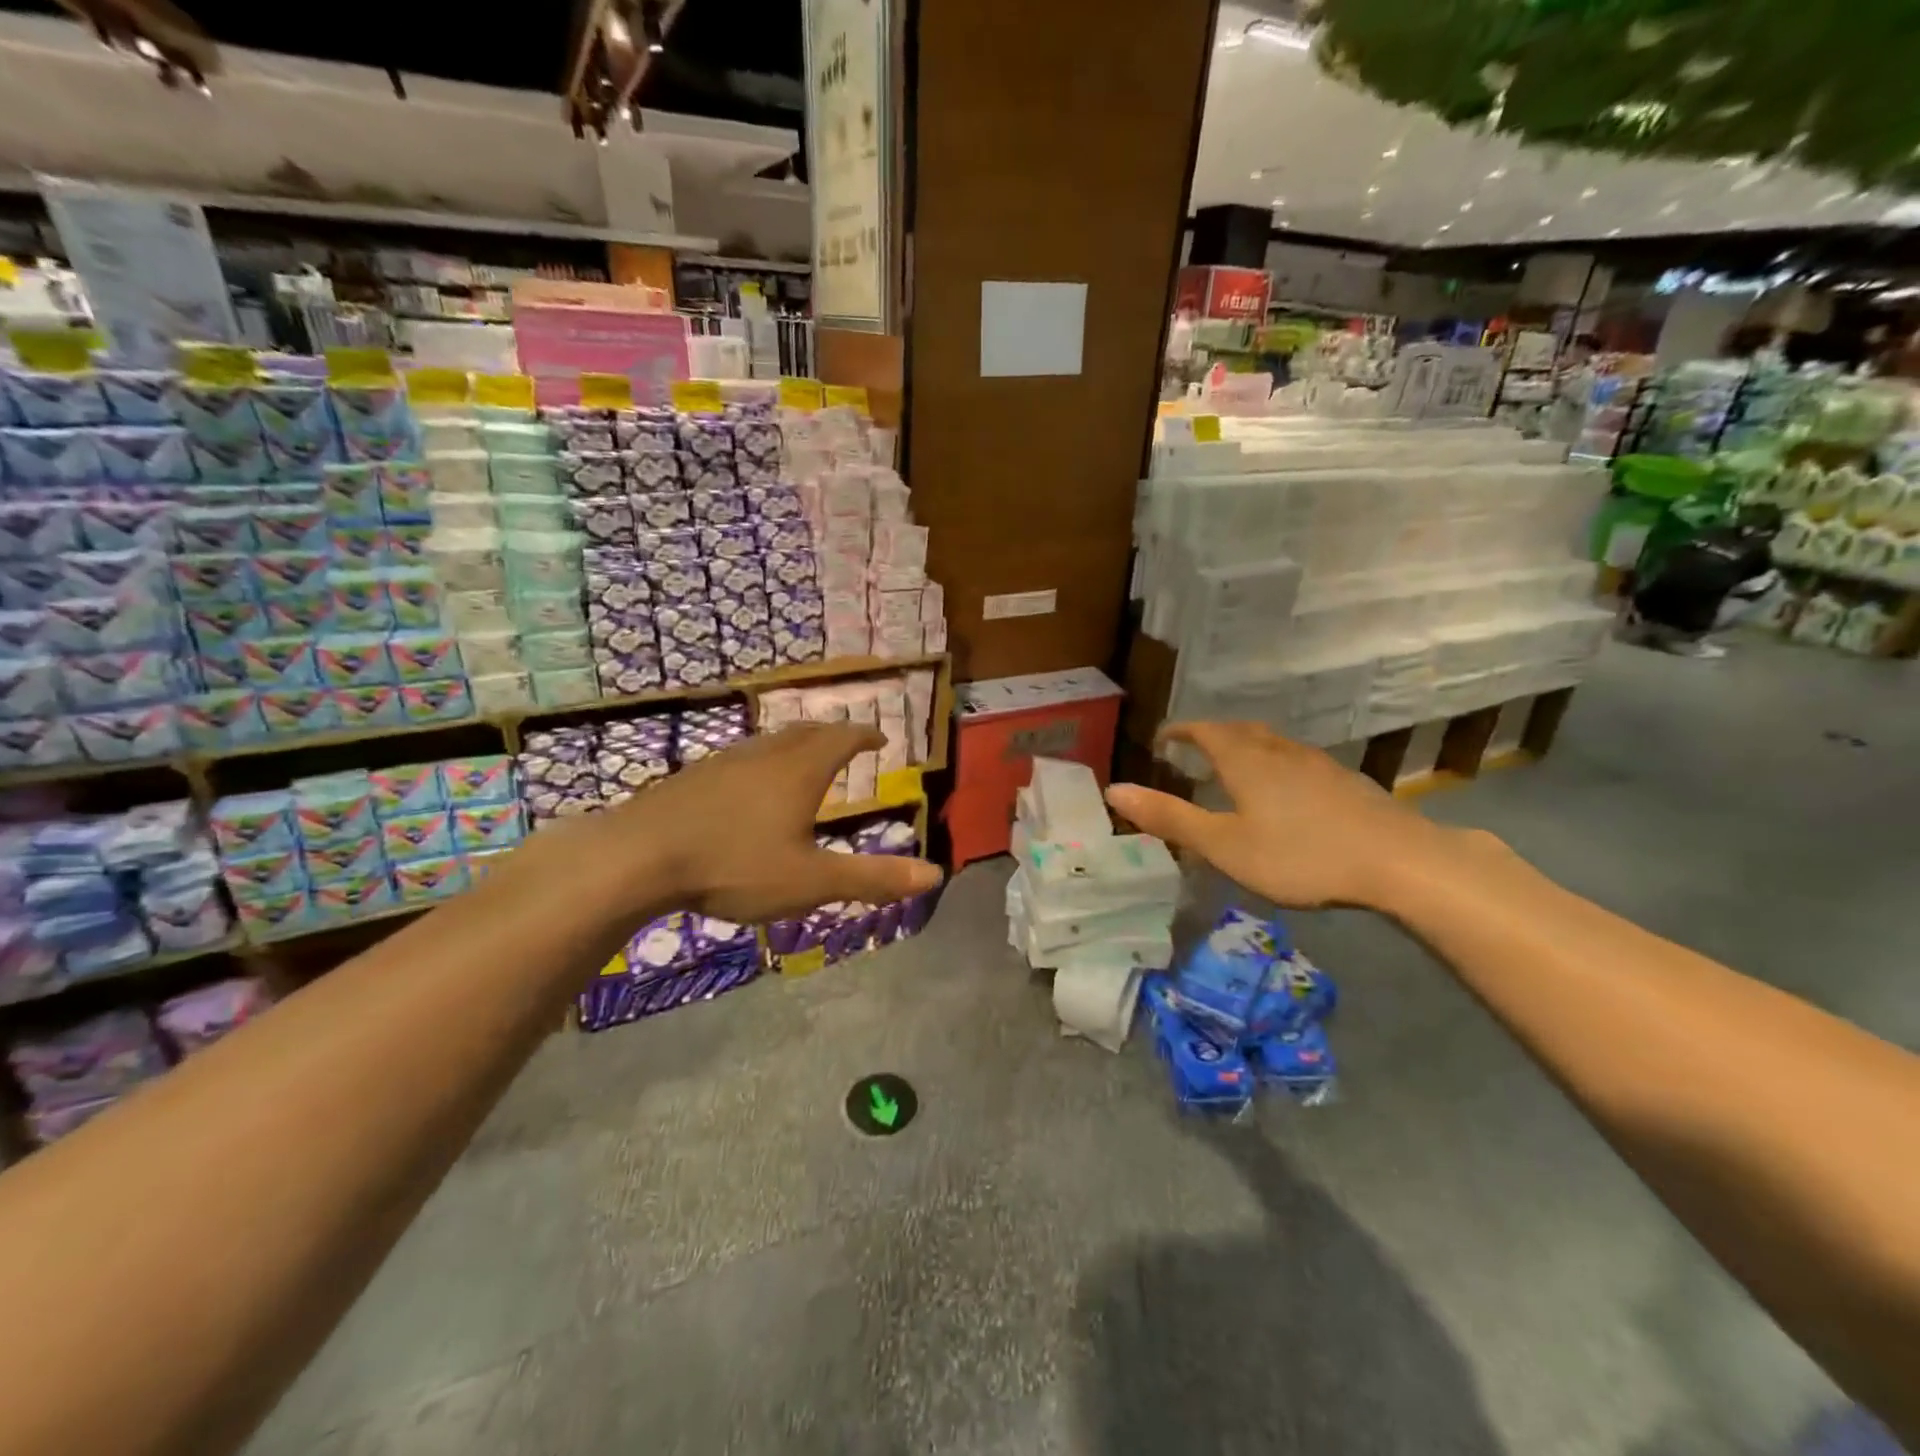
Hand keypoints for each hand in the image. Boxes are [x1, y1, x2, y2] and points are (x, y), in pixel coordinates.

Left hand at [578, 722, 942, 923]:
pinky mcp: (693, 777)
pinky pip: (741, 758)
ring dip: (795, 745)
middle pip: (806, 732)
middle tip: (847, 743)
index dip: (865, 735)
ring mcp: (725, 762)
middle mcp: (766, 755)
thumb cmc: (735, 865)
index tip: (880, 737)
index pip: (843, 738)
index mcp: (801, 770)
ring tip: (803, 762)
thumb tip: (934, 874)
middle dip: (832, 735)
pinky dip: (762, 762)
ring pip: (770, 742)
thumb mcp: (811, 880)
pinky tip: (748, 788)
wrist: (638, 856)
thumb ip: (872, 878)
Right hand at [1103, 721, 1469, 912]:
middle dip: (1211, 735)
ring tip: (1234, 768)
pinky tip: (1285, 792)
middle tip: (1193, 749)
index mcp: (1245, 760)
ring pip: (1272, 744)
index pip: (1204, 731)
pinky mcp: (1345, 782)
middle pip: (1239, 731)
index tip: (1162, 739)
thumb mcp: (1224, 844)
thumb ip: (1169, 818)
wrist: (1398, 860)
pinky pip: (1296, 761)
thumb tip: (1114, 790)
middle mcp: (1279, 751)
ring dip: (1245, 748)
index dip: (1180, 731)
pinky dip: (1275, 765)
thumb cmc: (1299, 854)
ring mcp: (1317, 764)